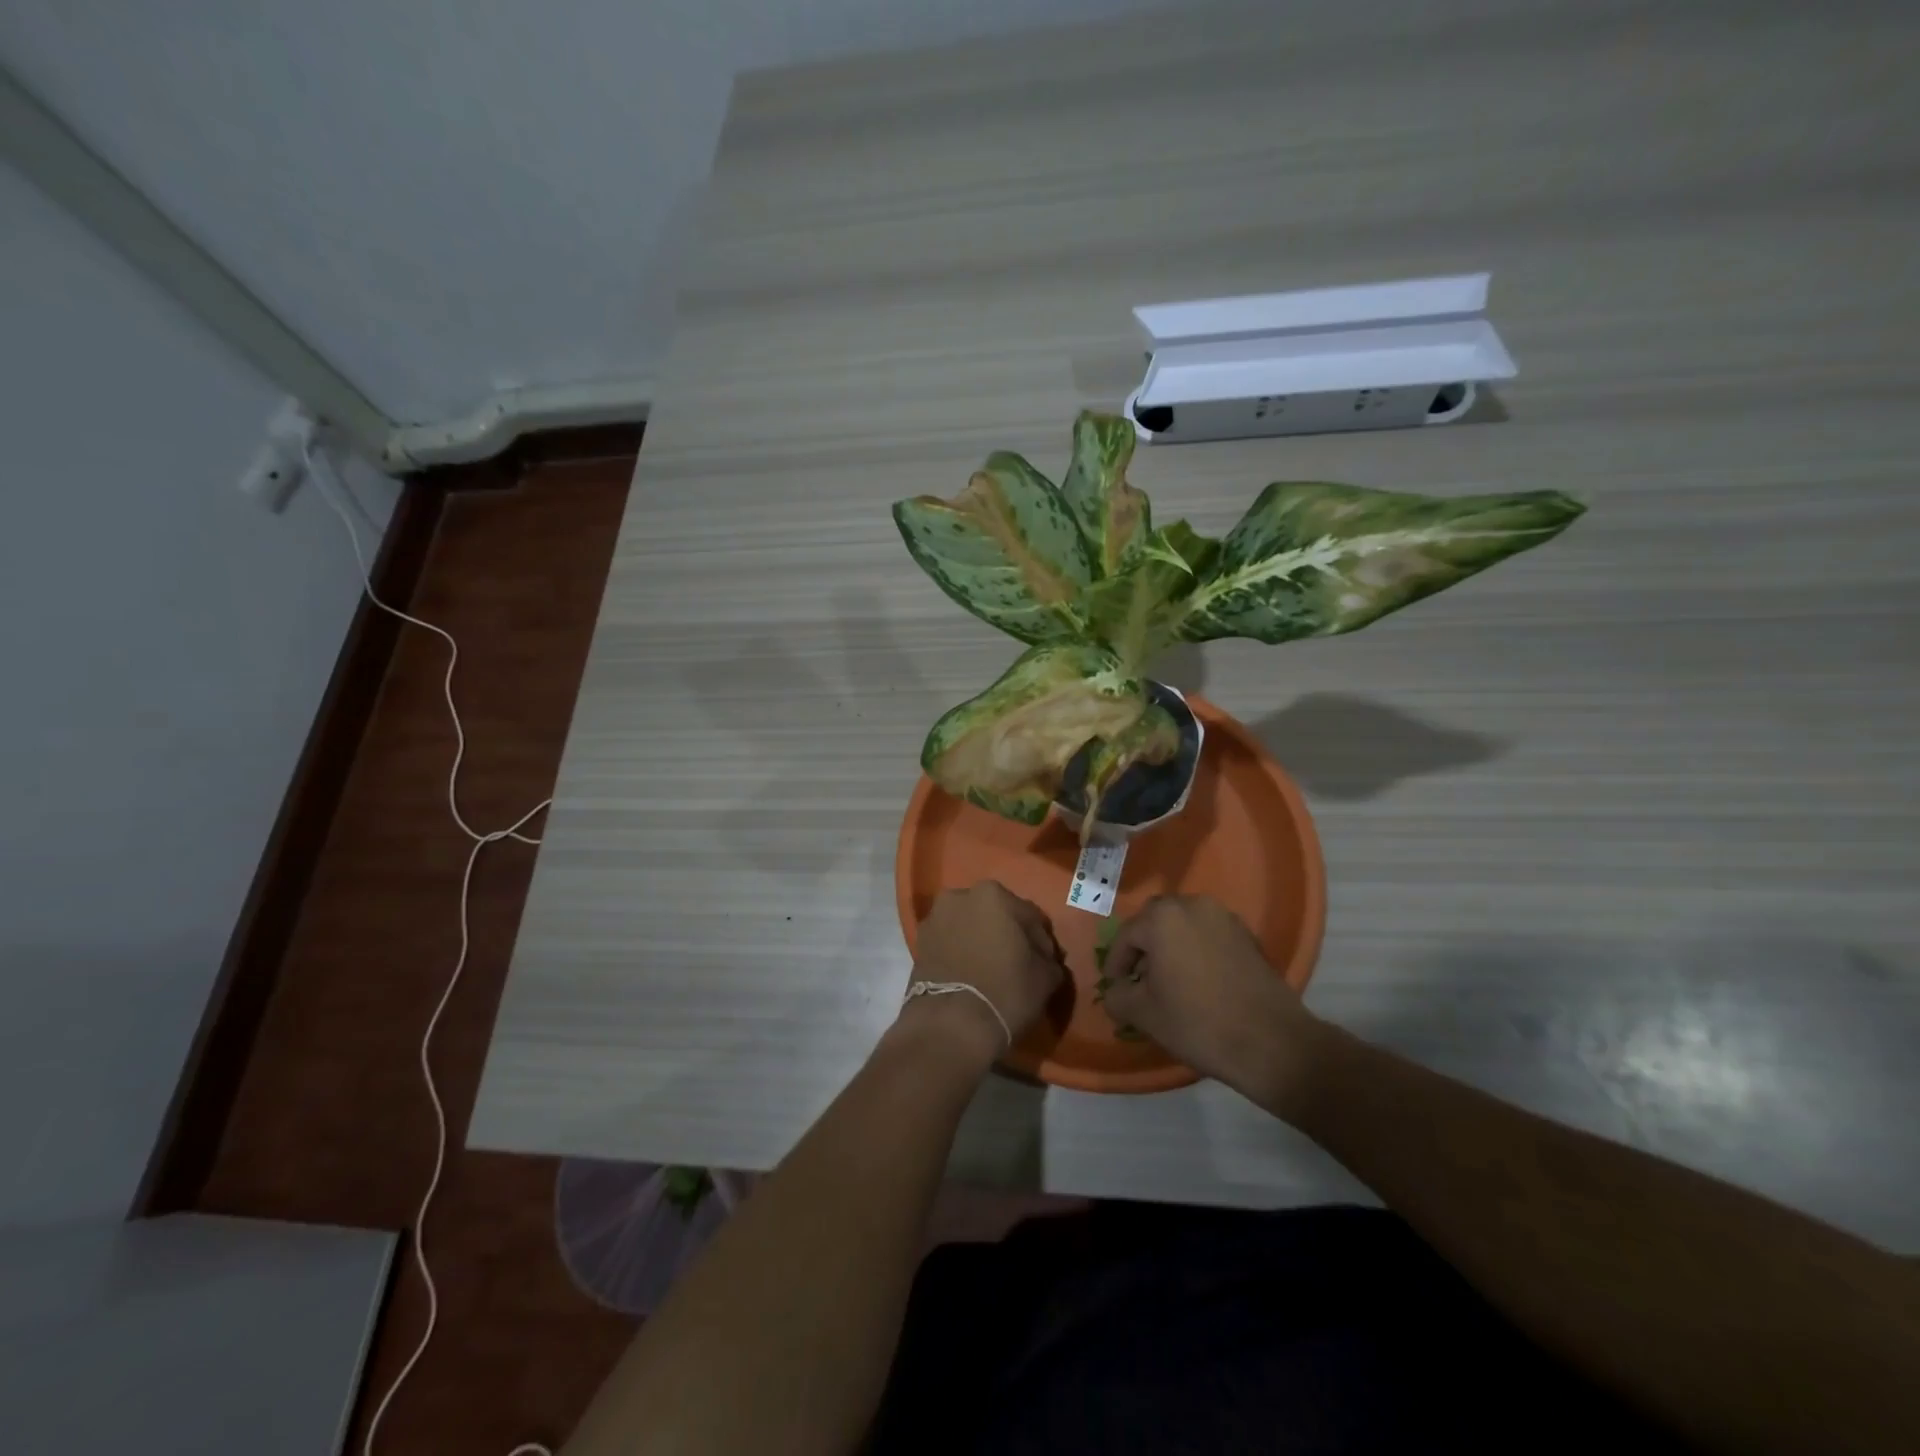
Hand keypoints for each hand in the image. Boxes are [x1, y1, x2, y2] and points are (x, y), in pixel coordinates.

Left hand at [901, 881, 1064, 1064]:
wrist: (950, 1025)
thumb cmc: (1005, 991)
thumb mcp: (1045, 977)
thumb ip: (1048, 960)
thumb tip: (1044, 960)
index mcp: (994, 894)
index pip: (1030, 917)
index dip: (1041, 942)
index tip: (1046, 964)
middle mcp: (960, 896)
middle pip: (996, 916)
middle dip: (1008, 936)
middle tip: (1020, 965)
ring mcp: (935, 919)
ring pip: (970, 927)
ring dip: (982, 942)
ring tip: (993, 972)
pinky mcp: (919, 943)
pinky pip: (950, 943)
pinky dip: (962, 953)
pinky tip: (972, 976)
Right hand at [1102, 896, 1323, 1112]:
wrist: (1272, 1042)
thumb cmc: (1198, 1023)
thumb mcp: (1144, 1014)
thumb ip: (1117, 996)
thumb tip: (1115, 991)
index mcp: (1162, 917)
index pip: (1126, 935)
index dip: (1116, 963)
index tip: (1114, 987)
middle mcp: (1192, 905)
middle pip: (1155, 922)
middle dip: (1143, 948)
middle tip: (1139, 980)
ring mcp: (1224, 918)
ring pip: (1184, 926)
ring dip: (1171, 947)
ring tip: (1168, 981)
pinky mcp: (1248, 936)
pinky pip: (1209, 936)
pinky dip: (1197, 951)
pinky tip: (1198, 982)